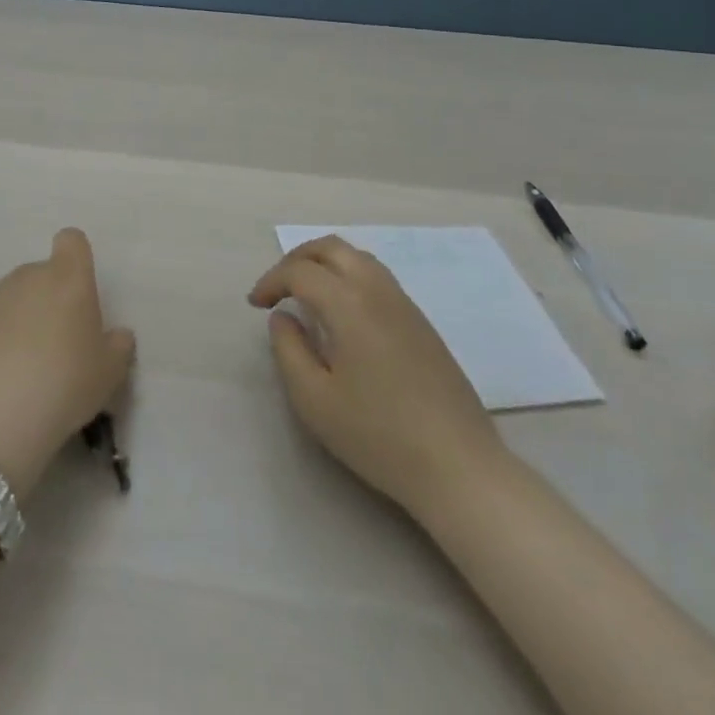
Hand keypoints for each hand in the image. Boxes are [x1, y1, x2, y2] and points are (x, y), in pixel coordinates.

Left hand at [0, 228, 136, 500]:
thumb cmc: (63, 385)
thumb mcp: (109, 374)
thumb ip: (118, 346)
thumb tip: (117, 334)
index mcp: (68, 279)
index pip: (72, 242)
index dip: (75, 261)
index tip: (77, 293)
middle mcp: (27, 276)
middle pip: (41, 276)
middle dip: (47, 302)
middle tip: (53, 349)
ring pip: (9, 299)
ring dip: (16, 322)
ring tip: (17, 371)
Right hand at [249, 236, 511, 516]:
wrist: (458, 466)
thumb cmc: (378, 435)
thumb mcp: (314, 400)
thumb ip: (288, 350)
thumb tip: (282, 317)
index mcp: (348, 303)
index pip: (300, 271)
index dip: (271, 281)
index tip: (256, 305)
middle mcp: (377, 290)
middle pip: (330, 248)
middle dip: (297, 259)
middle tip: (278, 287)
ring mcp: (405, 303)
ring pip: (358, 257)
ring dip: (325, 264)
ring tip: (306, 294)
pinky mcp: (422, 322)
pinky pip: (377, 277)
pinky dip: (349, 276)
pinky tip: (343, 313)